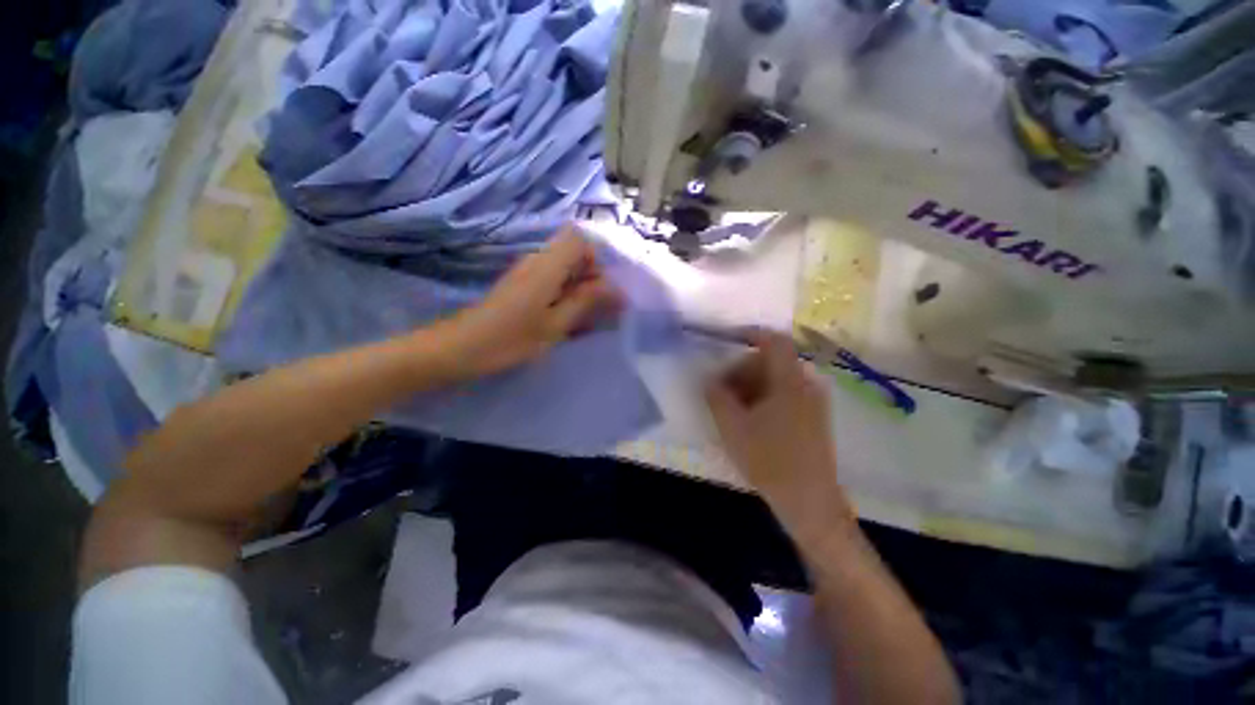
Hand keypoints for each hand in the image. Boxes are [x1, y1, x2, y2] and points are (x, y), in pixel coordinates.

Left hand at [441, 225, 619, 378]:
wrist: (462, 348)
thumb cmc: (512, 338)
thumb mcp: (556, 323)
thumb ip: (586, 302)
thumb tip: (616, 288)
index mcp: (547, 265)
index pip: (579, 239)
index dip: (596, 259)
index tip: (600, 288)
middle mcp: (537, 261)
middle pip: (573, 254)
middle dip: (592, 278)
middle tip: (599, 309)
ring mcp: (528, 274)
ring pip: (564, 270)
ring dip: (580, 289)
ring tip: (585, 318)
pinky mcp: (521, 286)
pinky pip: (552, 282)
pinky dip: (566, 297)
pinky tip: (566, 321)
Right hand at [705, 331, 849, 527]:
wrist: (809, 501)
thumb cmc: (769, 460)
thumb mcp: (733, 426)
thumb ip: (716, 396)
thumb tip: (708, 379)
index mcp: (789, 381)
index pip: (773, 340)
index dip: (750, 334)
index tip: (726, 341)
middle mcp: (805, 384)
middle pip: (769, 361)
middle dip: (741, 371)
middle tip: (721, 392)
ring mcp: (812, 401)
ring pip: (775, 378)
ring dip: (750, 386)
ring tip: (732, 410)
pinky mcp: (812, 415)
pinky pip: (783, 393)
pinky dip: (763, 397)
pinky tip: (749, 420)